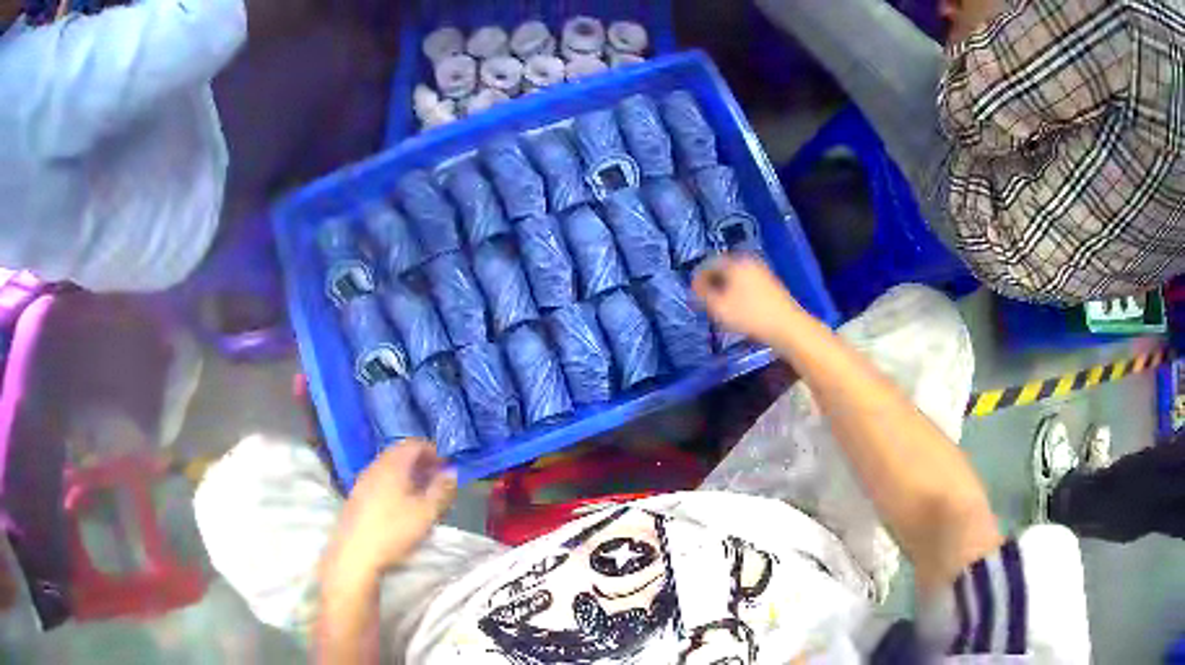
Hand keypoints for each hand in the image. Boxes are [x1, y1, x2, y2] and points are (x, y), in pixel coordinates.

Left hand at [322, 440, 456, 581]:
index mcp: (392, 465)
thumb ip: (442, 489)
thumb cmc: (394, 530)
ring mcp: (362, 481)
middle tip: (438, 481)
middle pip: (400, 455)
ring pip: (389, 469)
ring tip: (423, 496)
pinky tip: (402, 508)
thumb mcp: (426, 512)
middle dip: (422, 464)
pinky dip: (395, 486)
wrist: (354, 554)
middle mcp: (374, 467)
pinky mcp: (356, 497)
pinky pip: (380, 482)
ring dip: (409, 476)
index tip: (447, 467)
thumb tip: (452, 472)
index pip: (414, 444)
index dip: (433, 451)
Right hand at [692, 254, 802, 343]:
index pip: (709, 264)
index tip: (692, 292)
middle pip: (724, 268)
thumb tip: (695, 286)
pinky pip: (747, 284)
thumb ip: (703, 295)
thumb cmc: (750, 316)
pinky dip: (739, 292)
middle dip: (712, 282)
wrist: (787, 326)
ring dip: (725, 288)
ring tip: (720, 306)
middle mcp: (749, 262)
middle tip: (705, 299)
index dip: (698, 278)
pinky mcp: (771, 285)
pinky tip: (738, 308)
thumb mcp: (719, 307)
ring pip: (736, 277)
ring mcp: (762, 272)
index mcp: (735, 262)